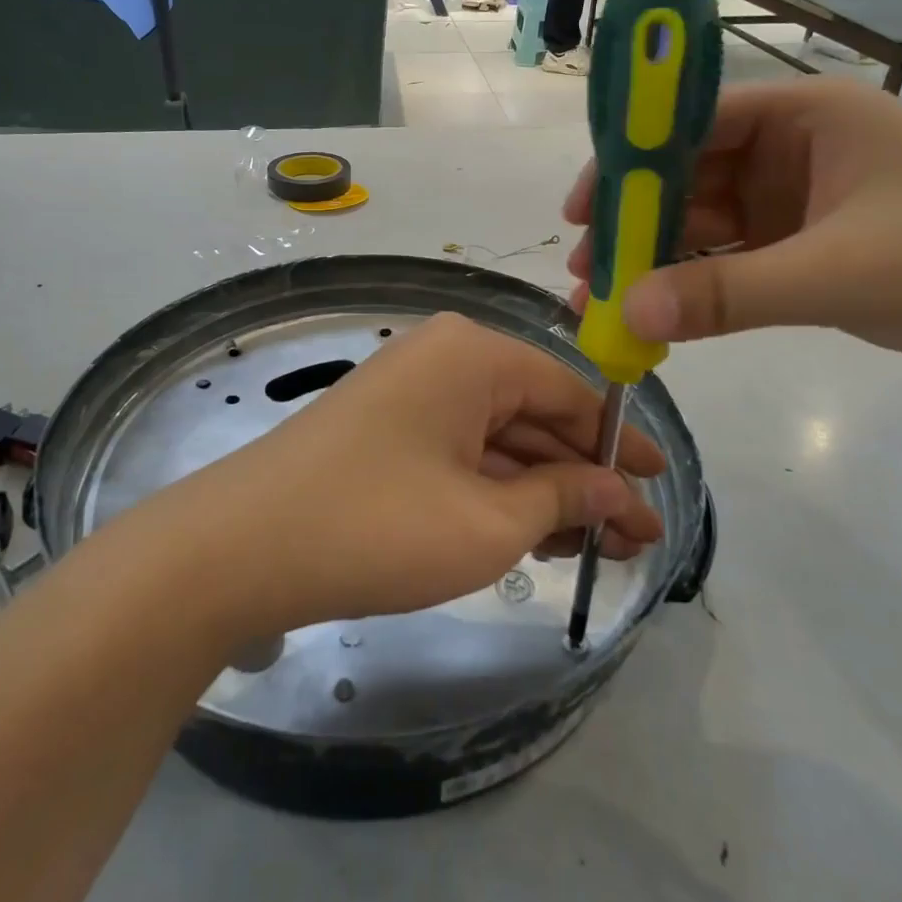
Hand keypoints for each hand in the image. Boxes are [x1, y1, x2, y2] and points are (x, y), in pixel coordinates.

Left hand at [158, 313, 665, 636]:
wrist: (241, 547)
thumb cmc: (379, 524)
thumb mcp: (489, 522)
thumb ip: (563, 498)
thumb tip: (619, 492)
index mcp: (474, 353)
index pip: (571, 391)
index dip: (620, 443)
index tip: (661, 489)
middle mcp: (443, 358)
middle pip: (536, 415)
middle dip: (585, 478)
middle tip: (635, 539)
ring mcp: (410, 393)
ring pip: (498, 439)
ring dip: (545, 491)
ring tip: (597, 548)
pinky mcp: (385, 430)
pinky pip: (461, 452)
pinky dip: (498, 491)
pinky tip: (534, 535)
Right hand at [563, 77, 901, 389]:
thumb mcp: (836, 273)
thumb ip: (725, 293)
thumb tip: (626, 314)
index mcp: (806, 115)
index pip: (690, 121)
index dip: (627, 160)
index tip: (579, 209)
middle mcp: (795, 148)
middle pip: (688, 174)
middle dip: (634, 220)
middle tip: (585, 268)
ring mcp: (800, 199)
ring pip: (705, 220)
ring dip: (657, 255)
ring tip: (605, 297)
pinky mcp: (808, 246)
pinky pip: (732, 256)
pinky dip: (695, 282)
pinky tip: (659, 311)